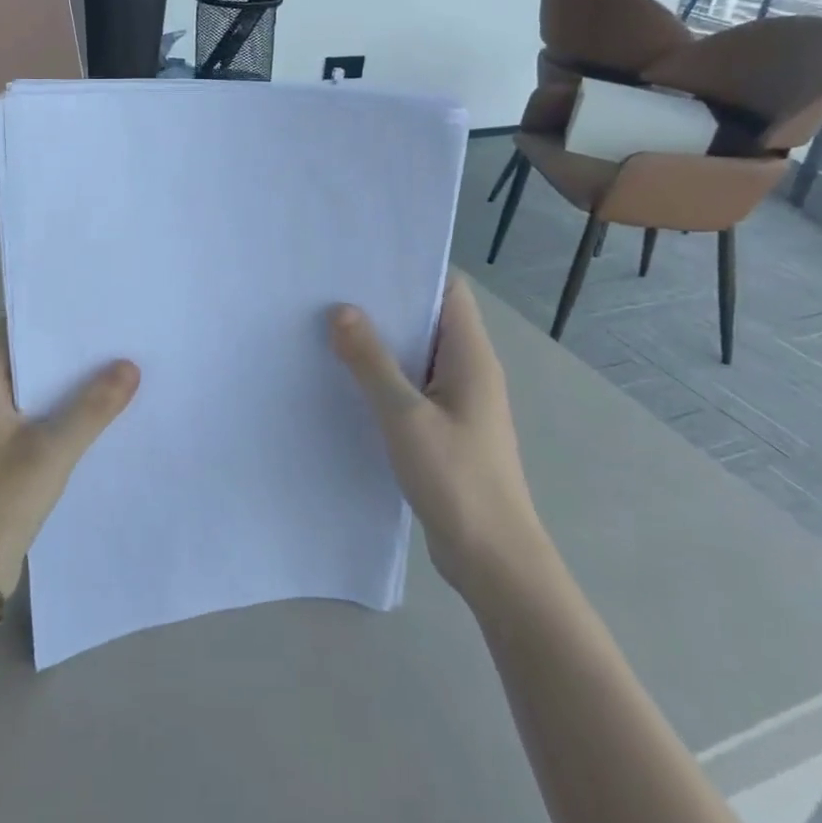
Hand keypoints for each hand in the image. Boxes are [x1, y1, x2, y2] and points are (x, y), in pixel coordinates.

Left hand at [0, 323, 140, 595]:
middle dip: (67, 347)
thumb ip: (92, 408)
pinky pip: (38, 422)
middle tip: (115, 331)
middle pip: (29, 360)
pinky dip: (64, 414)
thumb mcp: (51, 450)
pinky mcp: (4, 458)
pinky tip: (100, 415)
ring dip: (69, 383)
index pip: (13, 330)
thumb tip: (129, 365)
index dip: (46, 313)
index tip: (87, 301)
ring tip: (117, 364)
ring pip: (36, 393)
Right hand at [329, 273, 546, 594]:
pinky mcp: (444, 429)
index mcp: (471, 357)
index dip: (411, 270)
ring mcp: (458, 402)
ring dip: (380, 344)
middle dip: (384, 305)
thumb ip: (372, 362)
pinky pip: (411, 387)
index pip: (448, 291)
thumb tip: (341, 310)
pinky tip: (345, 380)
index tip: (363, 262)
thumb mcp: (405, 416)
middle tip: (331, 292)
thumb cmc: (456, 480)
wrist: (493, 560)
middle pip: (428, 320)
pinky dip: (383, 378)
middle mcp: (468, 371)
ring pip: (416, 356)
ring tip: (328, 328)